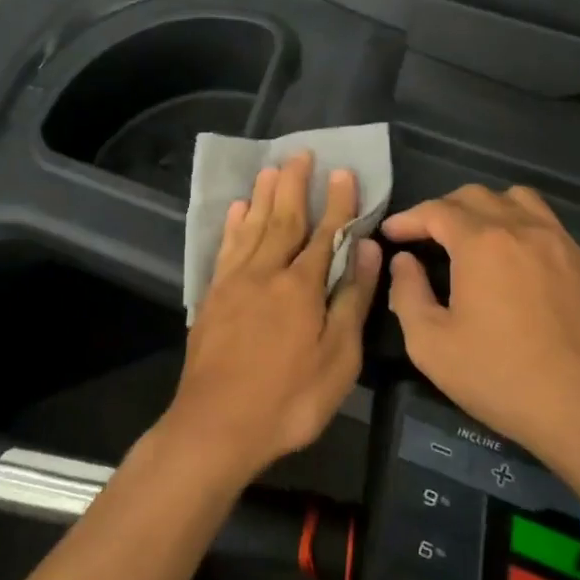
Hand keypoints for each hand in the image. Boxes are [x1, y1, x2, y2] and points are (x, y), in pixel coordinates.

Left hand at [166, 153, 381, 483]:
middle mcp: (266, 272)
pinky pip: (225, 249)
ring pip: (251, 227)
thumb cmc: (289, 399)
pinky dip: (232, 226)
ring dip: (262, 196)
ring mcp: (234, 283)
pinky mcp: (212, 297)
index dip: (337, 202)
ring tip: (270, 168)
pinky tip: (235, 211)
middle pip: (283, 219)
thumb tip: (367, 247)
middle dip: (294, 185)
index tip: (343, 172)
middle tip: (300, 153)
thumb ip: (351, 299)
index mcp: (301, 286)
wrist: (217, 425)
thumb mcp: (338, 358)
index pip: (325, 233)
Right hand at [384, 185, 579, 473]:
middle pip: (475, 196)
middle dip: (442, 210)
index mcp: (481, 243)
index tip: (391, 234)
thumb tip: (404, 262)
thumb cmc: (498, 376)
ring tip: (469, 237)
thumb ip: (407, 293)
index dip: (408, 219)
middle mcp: (521, 228)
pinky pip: (544, 221)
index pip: (436, 210)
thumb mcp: (430, 344)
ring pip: (516, 199)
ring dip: (484, 208)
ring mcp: (558, 242)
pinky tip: (510, 259)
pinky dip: (517, 224)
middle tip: (424, 238)